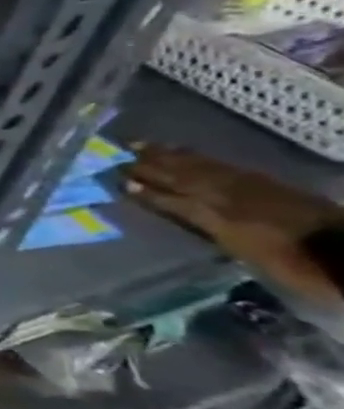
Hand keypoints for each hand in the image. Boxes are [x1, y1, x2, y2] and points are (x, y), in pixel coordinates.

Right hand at [126, 144, 343, 308]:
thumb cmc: (293, 263)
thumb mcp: (242, 249)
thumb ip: (202, 224)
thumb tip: (175, 208)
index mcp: (215, 211)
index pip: (169, 197)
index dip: (144, 190)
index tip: (116, 181)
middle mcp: (226, 193)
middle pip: (180, 175)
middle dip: (148, 165)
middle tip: (118, 153)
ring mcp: (247, 185)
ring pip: (198, 166)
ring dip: (168, 156)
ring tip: (141, 146)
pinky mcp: (264, 182)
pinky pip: (219, 165)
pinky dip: (197, 158)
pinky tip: (185, 155)